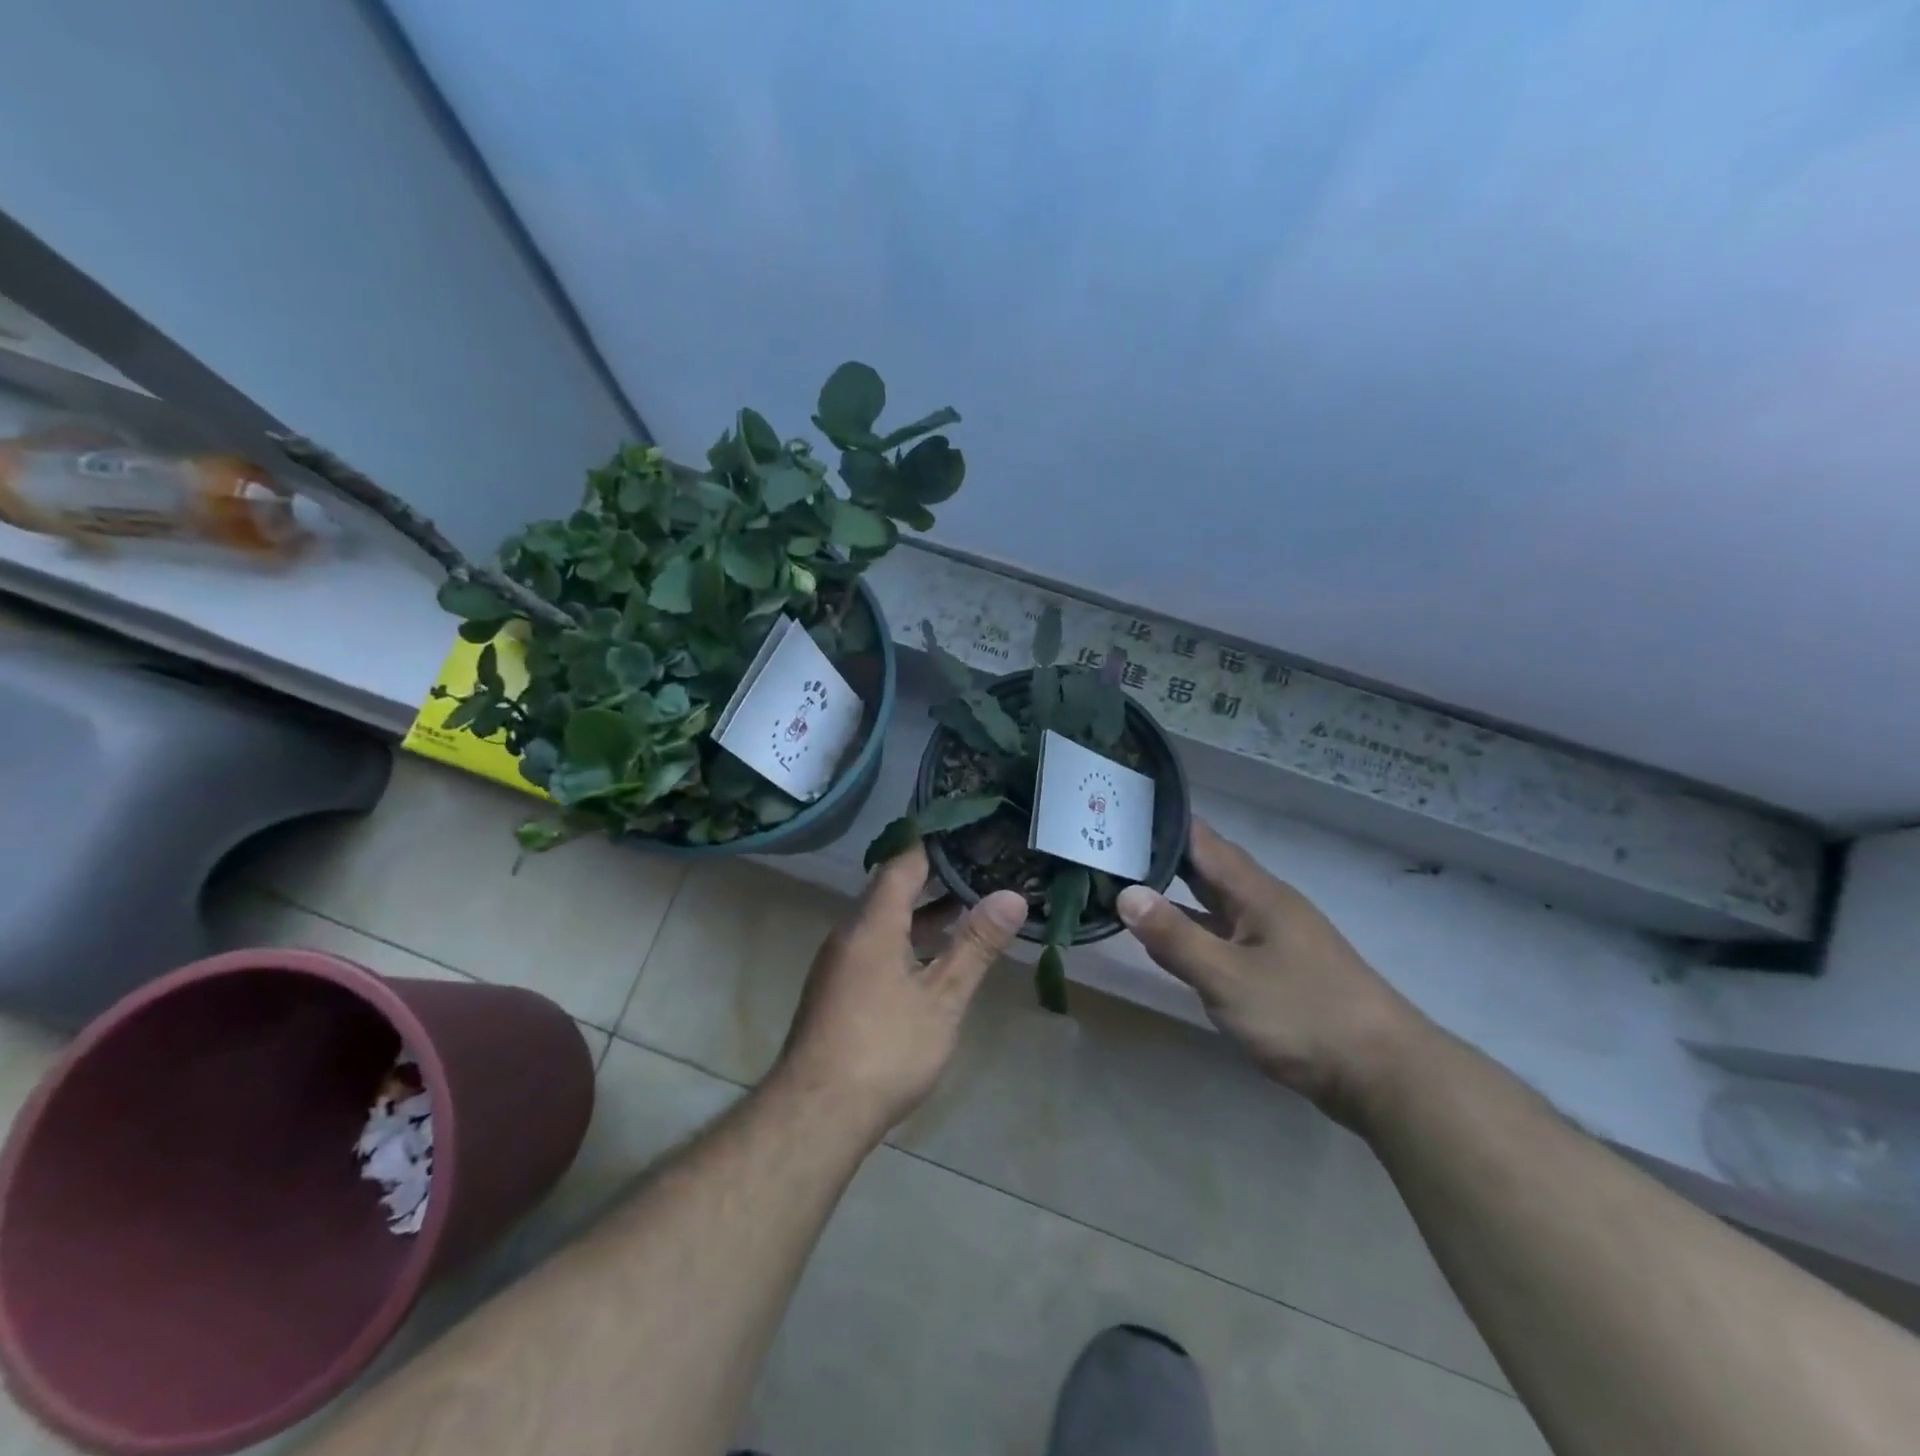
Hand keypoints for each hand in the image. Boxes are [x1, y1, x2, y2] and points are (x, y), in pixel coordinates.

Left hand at [773, 842, 1027, 1139]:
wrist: (816, 1113)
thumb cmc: (884, 1049)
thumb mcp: (941, 998)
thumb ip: (975, 945)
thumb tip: (1011, 895)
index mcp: (872, 923)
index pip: (903, 862)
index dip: (933, 842)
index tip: (967, 828)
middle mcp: (850, 933)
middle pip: (892, 888)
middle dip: (934, 877)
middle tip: (979, 864)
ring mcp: (840, 961)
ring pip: (884, 920)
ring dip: (922, 912)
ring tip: (967, 906)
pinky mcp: (837, 988)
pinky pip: (876, 944)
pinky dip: (907, 938)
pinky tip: (934, 958)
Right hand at [1116, 820, 1424, 1126]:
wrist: (1385, 1076)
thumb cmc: (1304, 1015)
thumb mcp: (1228, 977)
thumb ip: (1175, 937)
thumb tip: (1125, 893)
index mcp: (1257, 894)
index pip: (1203, 842)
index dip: (1162, 825)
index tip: (1117, 814)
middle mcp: (1265, 907)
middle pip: (1208, 871)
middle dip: (1161, 859)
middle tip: (1109, 849)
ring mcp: (1274, 940)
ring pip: (1215, 907)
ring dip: (1175, 898)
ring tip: (1125, 887)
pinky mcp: (1277, 972)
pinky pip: (1224, 939)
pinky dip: (1193, 934)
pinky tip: (1168, 945)